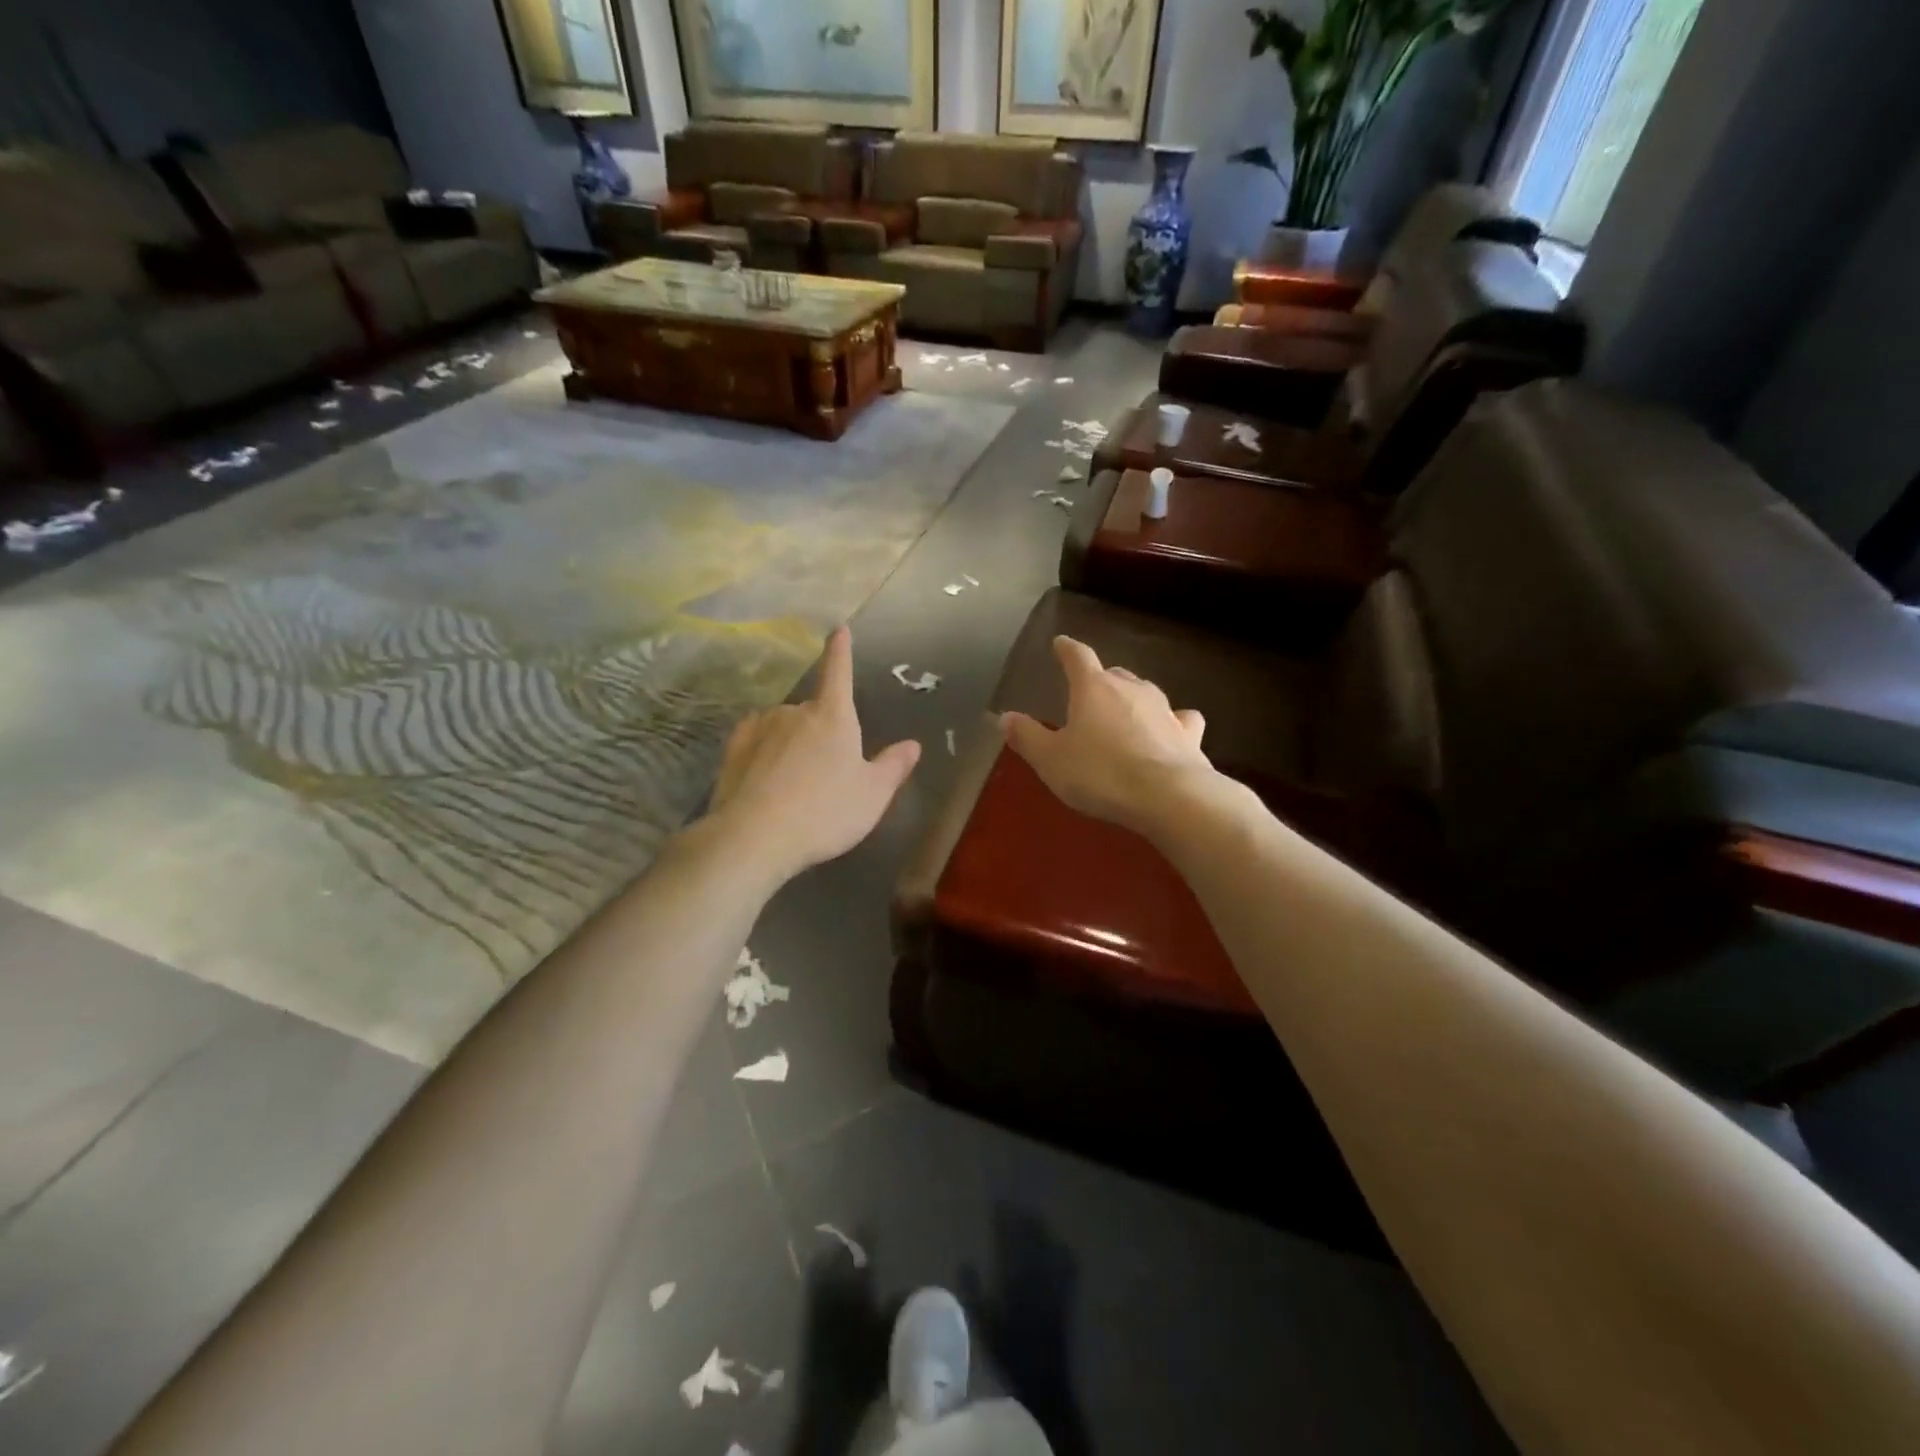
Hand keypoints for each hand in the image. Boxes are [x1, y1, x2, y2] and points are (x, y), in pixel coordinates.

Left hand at [703, 626, 920, 884]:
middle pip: (814, 712)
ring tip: (794, 784)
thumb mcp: (872, 795)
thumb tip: (912, 745)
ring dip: (791, 744)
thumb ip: (893, 767)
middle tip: (826, 775)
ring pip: (783, 727)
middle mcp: (795, 712)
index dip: (841, 651)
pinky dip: (765, 750)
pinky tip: (766, 774)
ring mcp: (760, 728)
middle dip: (821, 733)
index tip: (839, 630)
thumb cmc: (825, 812)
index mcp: (833, 717)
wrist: (755, 837)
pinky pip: (756, 739)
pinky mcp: (734, 749)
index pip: (839, 672)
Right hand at [1000, 636, 1213, 836]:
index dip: (1067, 649)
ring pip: (1145, 692)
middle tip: (1088, 694)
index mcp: (1093, 688)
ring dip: (1132, 700)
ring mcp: (1165, 708)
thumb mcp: (1050, 760)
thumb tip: (1005, 717)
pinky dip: (1172, 721)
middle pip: (1114, 673)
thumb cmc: (1099, 773)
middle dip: (1100, 680)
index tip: (1060, 643)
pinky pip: (1180, 718)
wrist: (1168, 796)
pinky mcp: (1189, 733)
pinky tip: (1170, 731)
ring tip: (1123, 715)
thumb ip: (1027, 737)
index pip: (1077, 656)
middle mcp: (1131, 688)